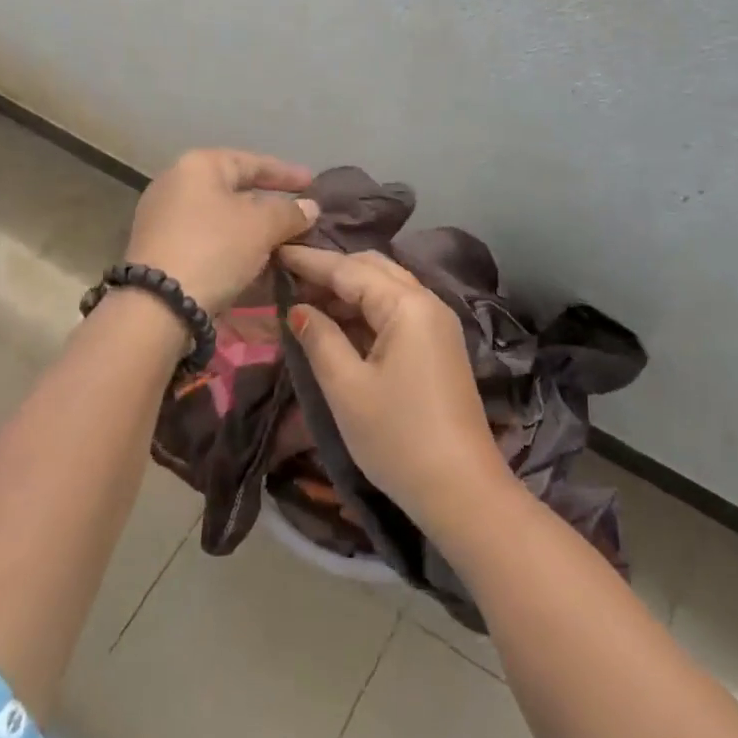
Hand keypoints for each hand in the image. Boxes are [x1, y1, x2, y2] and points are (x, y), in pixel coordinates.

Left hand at [126, 149, 318, 314]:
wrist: (157, 305)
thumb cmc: (214, 249)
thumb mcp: (262, 226)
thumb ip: (290, 212)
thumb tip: (309, 207)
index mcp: (199, 166)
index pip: (252, 162)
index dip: (286, 173)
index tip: (312, 183)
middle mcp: (176, 184)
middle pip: (234, 190)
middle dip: (269, 204)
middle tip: (298, 215)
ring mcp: (163, 218)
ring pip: (221, 218)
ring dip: (252, 230)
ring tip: (282, 243)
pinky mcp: (159, 250)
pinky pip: (207, 240)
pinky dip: (233, 247)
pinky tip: (255, 262)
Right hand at [279, 245, 512, 528]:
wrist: (461, 487)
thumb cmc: (397, 437)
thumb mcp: (347, 388)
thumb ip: (320, 339)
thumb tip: (298, 309)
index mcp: (407, 305)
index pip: (350, 269)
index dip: (311, 260)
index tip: (276, 250)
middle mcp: (427, 303)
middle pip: (374, 269)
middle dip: (332, 270)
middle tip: (289, 277)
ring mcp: (437, 324)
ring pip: (387, 289)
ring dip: (348, 291)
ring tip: (305, 301)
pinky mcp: (439, 346)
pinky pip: (397, 312)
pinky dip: (366, 312)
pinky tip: (339, 326)